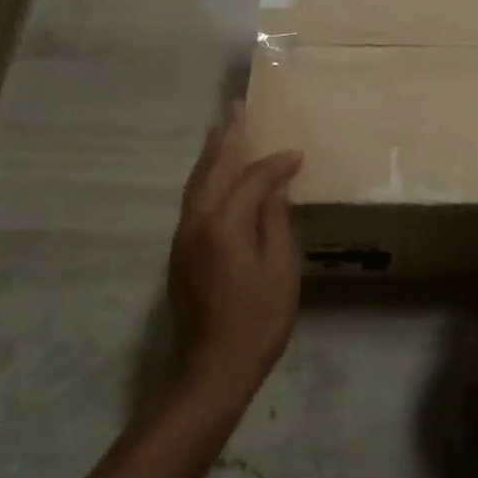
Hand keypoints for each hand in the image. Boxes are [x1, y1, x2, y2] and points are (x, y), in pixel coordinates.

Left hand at [166, 102, 304, 409]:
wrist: (211, 369)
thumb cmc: (257, 321)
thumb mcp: (280, 270)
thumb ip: (275, 221)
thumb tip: (275, 185)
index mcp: (223, 224)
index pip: (251, 179)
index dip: (275, 164)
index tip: (297, 154)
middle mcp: (196, 221)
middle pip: (212, 169)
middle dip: (226, 138)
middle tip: (236, 109)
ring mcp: (183, 236)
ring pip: (196, 183)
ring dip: (212, 154)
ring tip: (224, 130)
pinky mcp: (180, 251)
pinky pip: (194, 199)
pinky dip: (206, 178)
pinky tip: (216, 175)